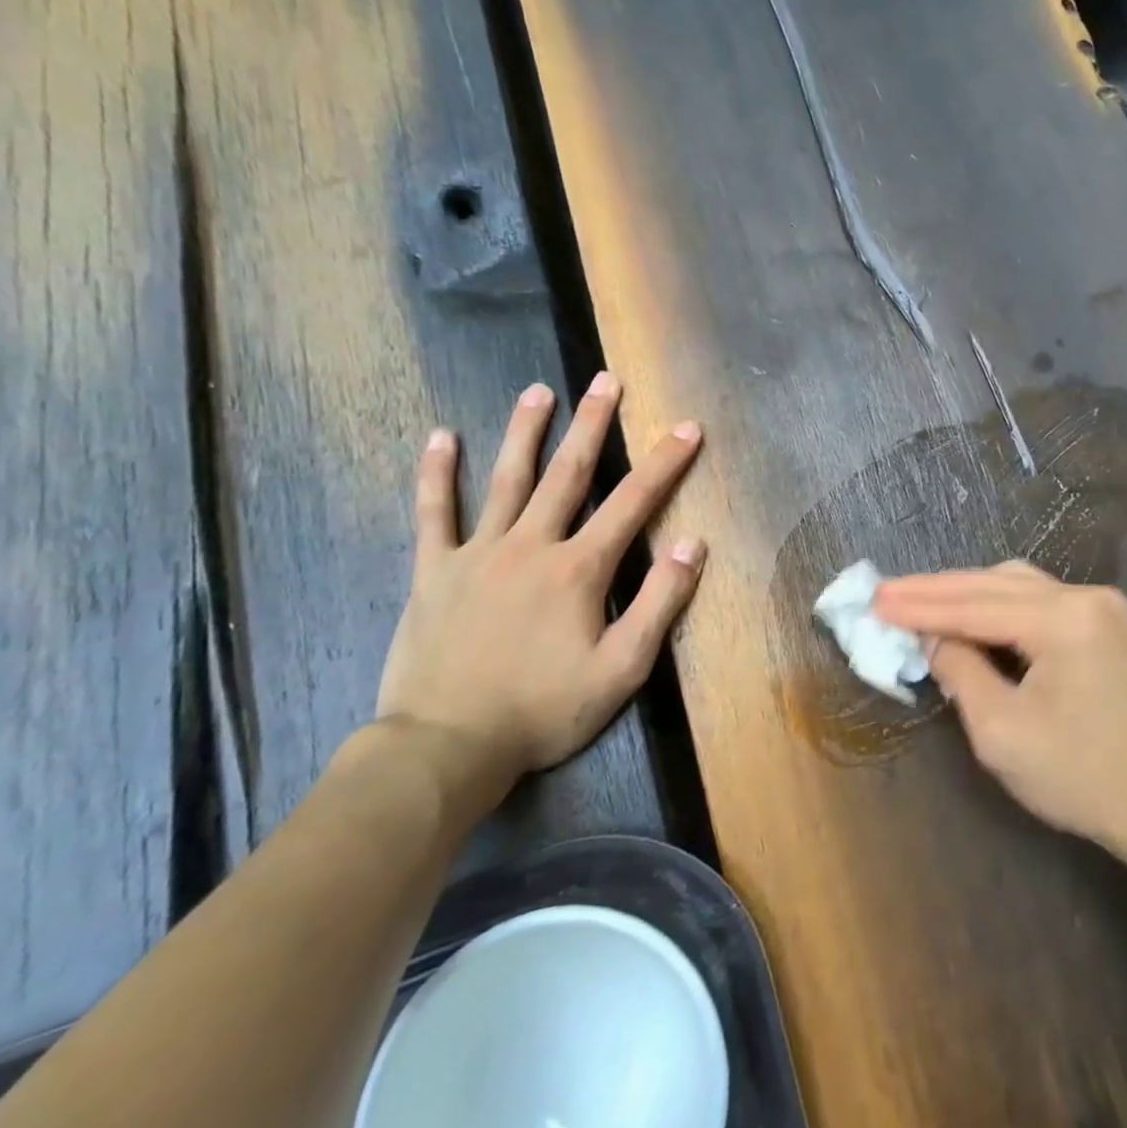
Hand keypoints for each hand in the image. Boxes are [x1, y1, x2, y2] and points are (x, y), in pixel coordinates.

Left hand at [375, 373, 704, 796]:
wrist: (447, 746)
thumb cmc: (544, 710)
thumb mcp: (622, 669)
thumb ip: (660, 603)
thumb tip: (693, 545)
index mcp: (579, 569)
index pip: (633, 503)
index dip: (664, 462)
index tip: (686, 428)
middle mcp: (531, 546)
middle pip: (568, 474)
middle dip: (592, 424)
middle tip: (605, 381)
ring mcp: (478, 553)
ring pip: (506, 479)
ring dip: (525, 431)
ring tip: (538, 391)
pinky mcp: (434, 571)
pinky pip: (433, 513)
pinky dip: (437, 474)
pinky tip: (441, 437)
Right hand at [873, 562, 1126, 853]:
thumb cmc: (1079, 777)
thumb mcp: (1001, 731)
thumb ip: (960, 671)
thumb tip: (933, 638)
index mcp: (1065, 620)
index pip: (975, 606)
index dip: (920, 605)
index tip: (874, 600)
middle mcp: (1085, 597)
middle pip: (994, 584)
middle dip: (936, 590)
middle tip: (885, 593)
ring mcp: (1100, 605)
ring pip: (1015, 584)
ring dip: (964, 592)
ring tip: (916, 600)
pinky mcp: (1103, 621)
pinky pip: (1036, 598)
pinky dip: (995, 604)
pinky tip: (966, 611)